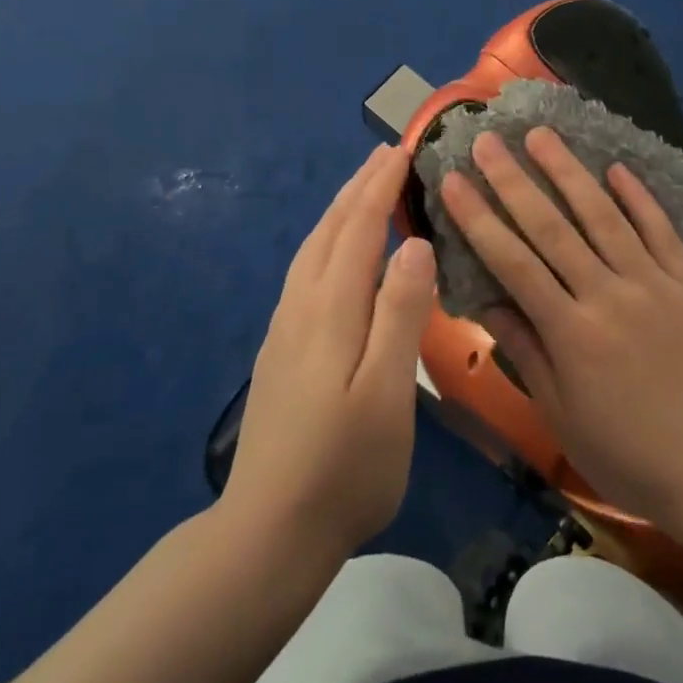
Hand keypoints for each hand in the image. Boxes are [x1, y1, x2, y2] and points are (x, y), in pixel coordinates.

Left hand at [222, 144, 437, 563]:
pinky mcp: (280, 350)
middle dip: (358, 187)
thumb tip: (414, 244)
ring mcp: (285, 328)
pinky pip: (305, 272)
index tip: (403, 149)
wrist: (268, 532)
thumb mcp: (387, 392)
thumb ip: (400, 314)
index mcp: (331, 309)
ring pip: (312, 249)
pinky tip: (334, 255)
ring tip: (362, 189)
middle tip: (385, 154)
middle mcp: (302, 306)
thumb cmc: (344, 467)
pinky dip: (326, 241)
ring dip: (339, 210)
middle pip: (330, 230)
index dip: (380, 187)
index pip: (358, 229)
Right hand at [440, 127, 682, 540]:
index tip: (453, 180)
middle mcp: (609, 296)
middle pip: (552, 226)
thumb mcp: (563, 416)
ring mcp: (655, 284)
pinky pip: (660, 230)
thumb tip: (486, 301)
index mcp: (572, 333)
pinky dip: (637, 196)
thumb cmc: (631, 454)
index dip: (479, 217)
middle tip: (487, 139)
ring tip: (541, 135)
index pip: (513, 262)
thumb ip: (526, 352)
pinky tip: (615, 167)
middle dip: (513, 179)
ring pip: (603, 215)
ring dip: (569, 171)